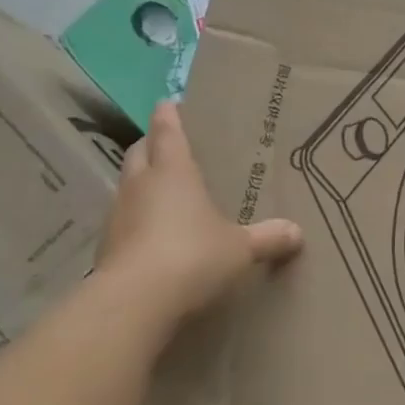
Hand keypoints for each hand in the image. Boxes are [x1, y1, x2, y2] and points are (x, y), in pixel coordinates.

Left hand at [95, 102, 302, 332]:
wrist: (135, 301)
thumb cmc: (193, 256)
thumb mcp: (241, 248)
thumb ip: (268, 238)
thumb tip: (297, 232)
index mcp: (174, 172)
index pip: (167, 131)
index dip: (169, 115)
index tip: (169, 103)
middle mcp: (141, 185)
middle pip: (139, 152)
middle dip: (151, 144)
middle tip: (167, 145)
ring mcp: (118, 215)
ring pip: (126, 185)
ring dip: (140, 182)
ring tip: (161, 191)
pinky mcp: (106, 246)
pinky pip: (122, 220)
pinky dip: (135, 219)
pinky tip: (151, 235)